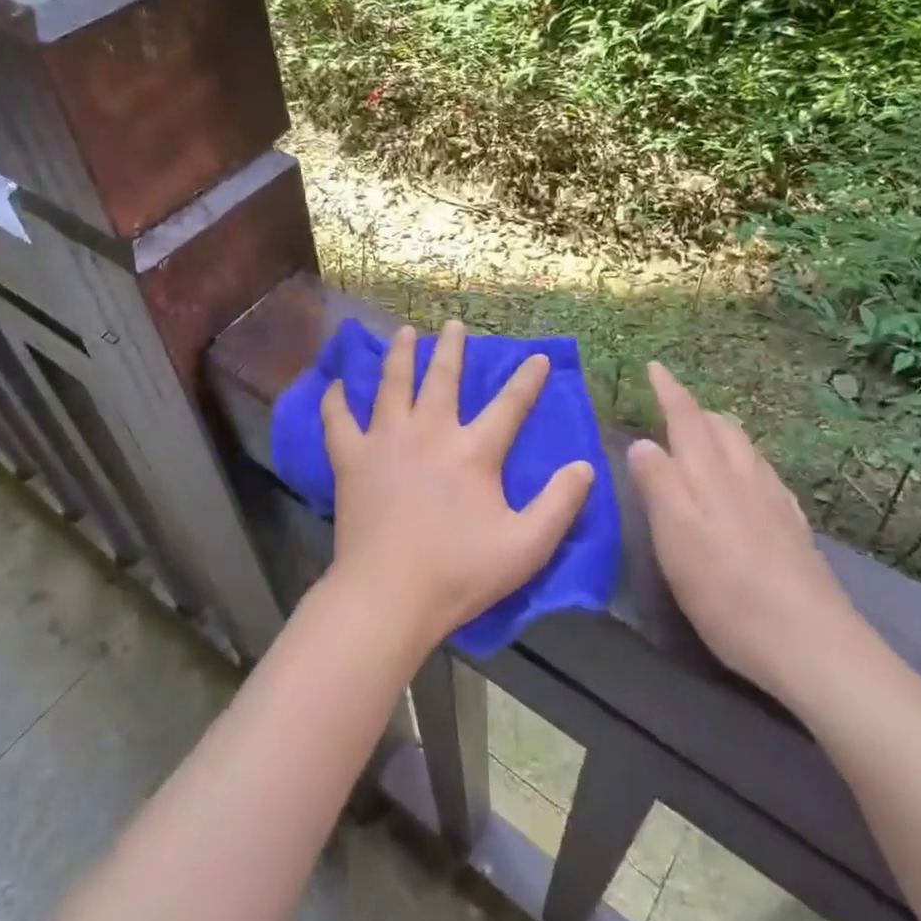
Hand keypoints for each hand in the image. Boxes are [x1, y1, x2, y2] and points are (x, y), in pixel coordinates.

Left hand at [321, 320, 594, 655]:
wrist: (388, 595)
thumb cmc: (459, 573)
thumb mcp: (526, 546)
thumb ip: (560, 504)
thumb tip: (584, 466)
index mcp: (473, 451)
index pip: (509, 405)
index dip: (527, 379)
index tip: (537, 358)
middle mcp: (429, 432)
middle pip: (442, 378)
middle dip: (452, 348)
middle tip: (454, 325)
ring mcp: (385, 442)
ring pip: (392, 384)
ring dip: (400, 355)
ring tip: (404, 333)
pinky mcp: (351, 460)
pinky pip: (338, 419)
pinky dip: (335, 400)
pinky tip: (335, 384)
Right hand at [627, 363, 868, 704]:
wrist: (812, 645)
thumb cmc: (727, 589)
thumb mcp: (675, 536)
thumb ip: (657, 483)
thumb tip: (643, 442)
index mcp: (711, 475)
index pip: (688, 418)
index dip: (669, 390)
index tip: (655, 366)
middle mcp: (746, 478)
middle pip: (722, 428)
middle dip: (695, 410)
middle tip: (671, 406)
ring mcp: (776, 503)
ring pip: (747, 450)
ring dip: (722, 433)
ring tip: (704, 437)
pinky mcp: (793, 531)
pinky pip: (766, 476)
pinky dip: (746, 463)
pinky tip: (747, 484)